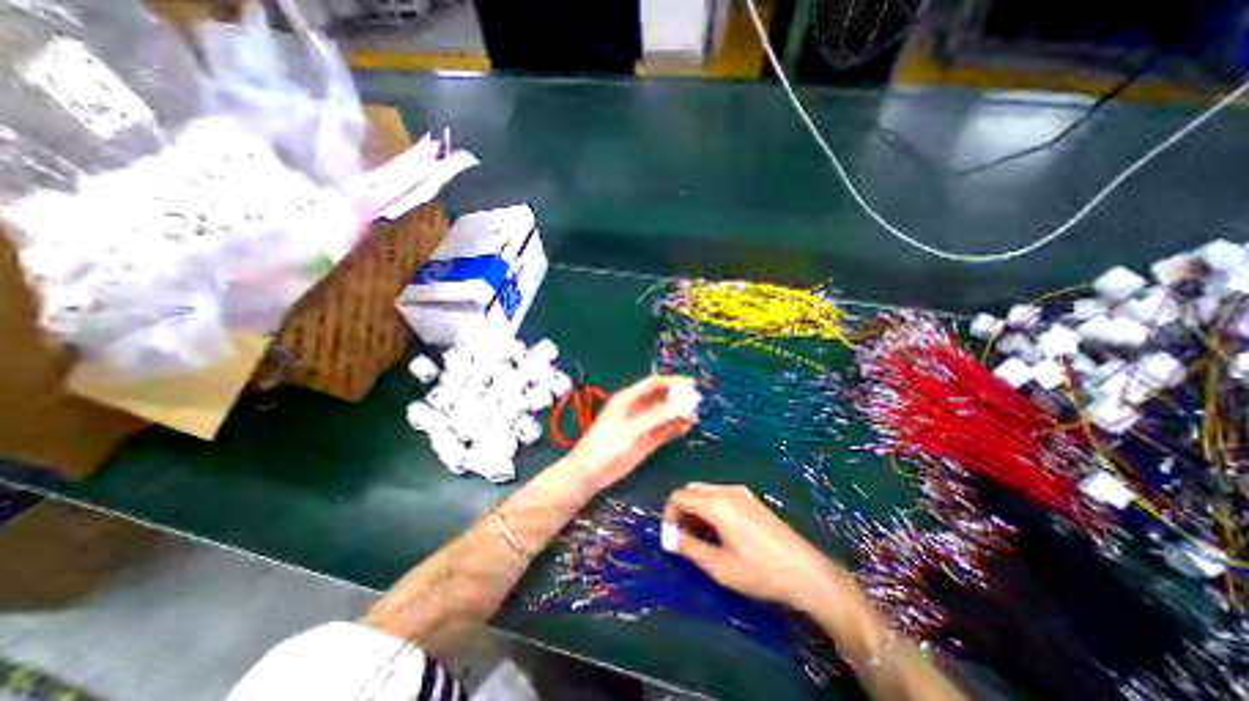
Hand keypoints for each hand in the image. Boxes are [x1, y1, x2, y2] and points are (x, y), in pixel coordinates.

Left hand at [569, 376, 697, 495]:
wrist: (591, 473)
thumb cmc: (608, 445)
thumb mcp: (634, 428)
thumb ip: (659, 416)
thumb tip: (684, 402)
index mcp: (628, 398)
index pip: (654, 383)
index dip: (673, 381)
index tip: (692, 383)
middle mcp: (637, 408)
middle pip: (661, 398)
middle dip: (679, 397)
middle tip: (698, 400)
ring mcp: (642, 424)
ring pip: (665, 414)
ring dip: (679, 413)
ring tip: (696, 414)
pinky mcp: (646, 440)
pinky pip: (664, 430)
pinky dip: (675, 427)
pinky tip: (688, 425)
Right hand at [664, 481, 859, 611]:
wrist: (805, 571)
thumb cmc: (759, 571)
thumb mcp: (719, 566)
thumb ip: (690, 548)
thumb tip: (671, 538)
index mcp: (716, 503)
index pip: (679, 496)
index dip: (669, 513)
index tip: (670, 536)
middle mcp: (727, 490)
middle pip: (692, 489)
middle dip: (681, 508)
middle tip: (682, 535)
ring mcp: (741, 492)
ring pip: (706, 491)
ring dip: (695, 507)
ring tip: (699, 536)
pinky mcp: (751, 499)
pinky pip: (720, 495)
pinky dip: (710, 506)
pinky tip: (718, 530)